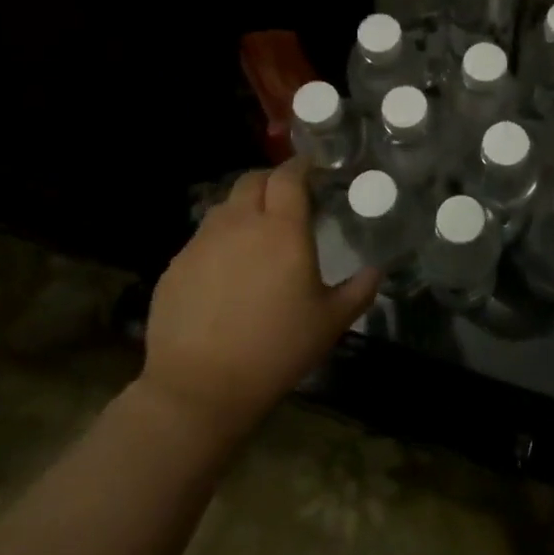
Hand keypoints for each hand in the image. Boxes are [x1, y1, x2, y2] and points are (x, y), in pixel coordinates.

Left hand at [138, 160, 379, 440]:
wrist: (199, 388)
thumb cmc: (276, 349)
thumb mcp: (330, 323)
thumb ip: (359, 290)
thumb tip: (377, 270)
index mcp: (282, 229)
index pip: (289, 176)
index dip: (301, 166)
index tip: (312, 171)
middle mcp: (240, 224)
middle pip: (253, 180)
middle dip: (272, 181)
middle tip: (287, 199)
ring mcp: (202, 242)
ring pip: (224, 206)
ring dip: (244, 208)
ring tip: (256, 234)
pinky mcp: (176, 265)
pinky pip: (202, 238)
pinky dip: (220, 240)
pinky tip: (226, 272)